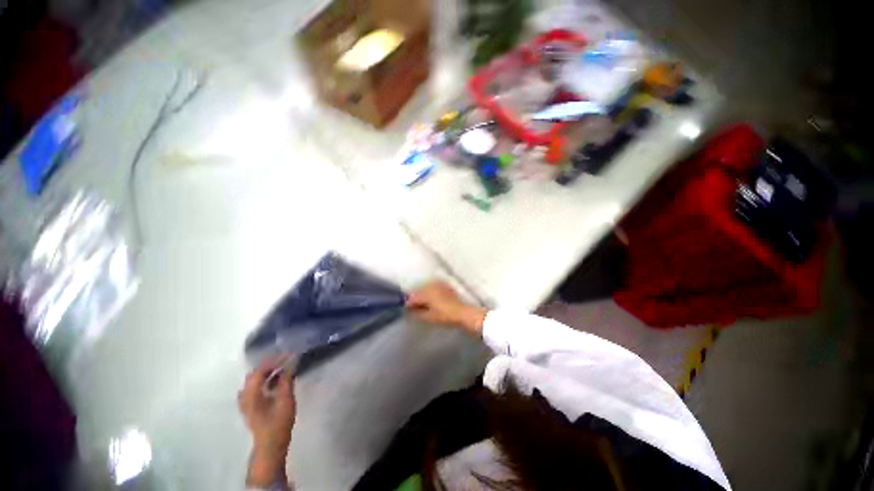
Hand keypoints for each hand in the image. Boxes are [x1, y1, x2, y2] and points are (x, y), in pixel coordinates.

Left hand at [239, 359, 295, 486]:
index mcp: (251, 395)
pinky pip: (254, 388)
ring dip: (266, 373)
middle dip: (269, 365)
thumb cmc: (279, 423)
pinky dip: (263, 381)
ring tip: (281, 370)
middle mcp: (244, 397)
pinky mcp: (249, 407)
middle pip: (254, 375)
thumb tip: (290, 364)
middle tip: (285, 361)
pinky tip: (274, 382)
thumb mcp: (286, 401)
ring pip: (253, 381)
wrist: (270, 445)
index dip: (273, 361)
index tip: (287, 356)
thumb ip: (286, 381)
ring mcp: (245, 403)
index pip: (259, 371)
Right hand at [406, 281, 486, 334]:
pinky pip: (433, 287)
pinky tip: (431, 299)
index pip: (413, 297)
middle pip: (418, 291)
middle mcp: (431, 285)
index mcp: (426, 293)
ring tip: (422, 303)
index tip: (405, 309)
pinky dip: (430, 292)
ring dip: (422, 294)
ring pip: (426, 288)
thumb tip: (410, 311)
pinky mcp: (445, 285)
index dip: (408, 303)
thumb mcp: (429, 317)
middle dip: (415, 298)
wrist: (463, 312)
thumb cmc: (445, 316)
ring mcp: (439, 284)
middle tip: (413, 307)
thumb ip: (417, 313)